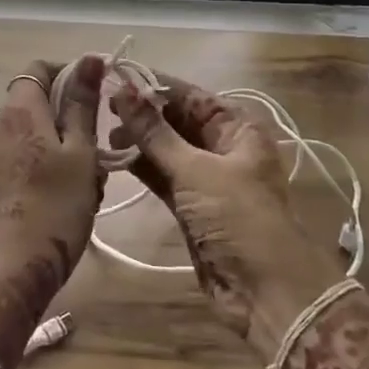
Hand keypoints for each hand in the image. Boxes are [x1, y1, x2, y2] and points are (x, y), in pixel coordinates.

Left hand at [0, 57, 103, 366]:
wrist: (17, 266)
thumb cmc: (57, 205)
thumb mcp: (80, 151)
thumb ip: (83, 103)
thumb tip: (90, 58)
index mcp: (19, 109)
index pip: (40, 68)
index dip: (70, 72)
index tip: (99, 92)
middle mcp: (0, 123)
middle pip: (40, 100)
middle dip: (74, 115)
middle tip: (101, 144)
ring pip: (39, 129)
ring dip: (68, 143)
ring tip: (92, 175)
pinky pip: (29, 152)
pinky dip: (53, 161)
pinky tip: (74, 191)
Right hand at [110, 73, 338, 355]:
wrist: (267, 292)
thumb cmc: (238, 218)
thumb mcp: (195, 170)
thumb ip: (154, 132)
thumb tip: (121, 91)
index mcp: (237, 128)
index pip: (190, 95)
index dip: (153, 85)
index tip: (114, 76)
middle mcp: (223, 147)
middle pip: (178, 120)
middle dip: (143, 113)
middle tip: (102, 107)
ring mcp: (207, 178)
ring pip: (167, 148)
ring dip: (139, 140)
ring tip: (103, 134)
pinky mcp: (192, 206)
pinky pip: (163, 176)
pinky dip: (142, 166)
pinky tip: (114, 158)